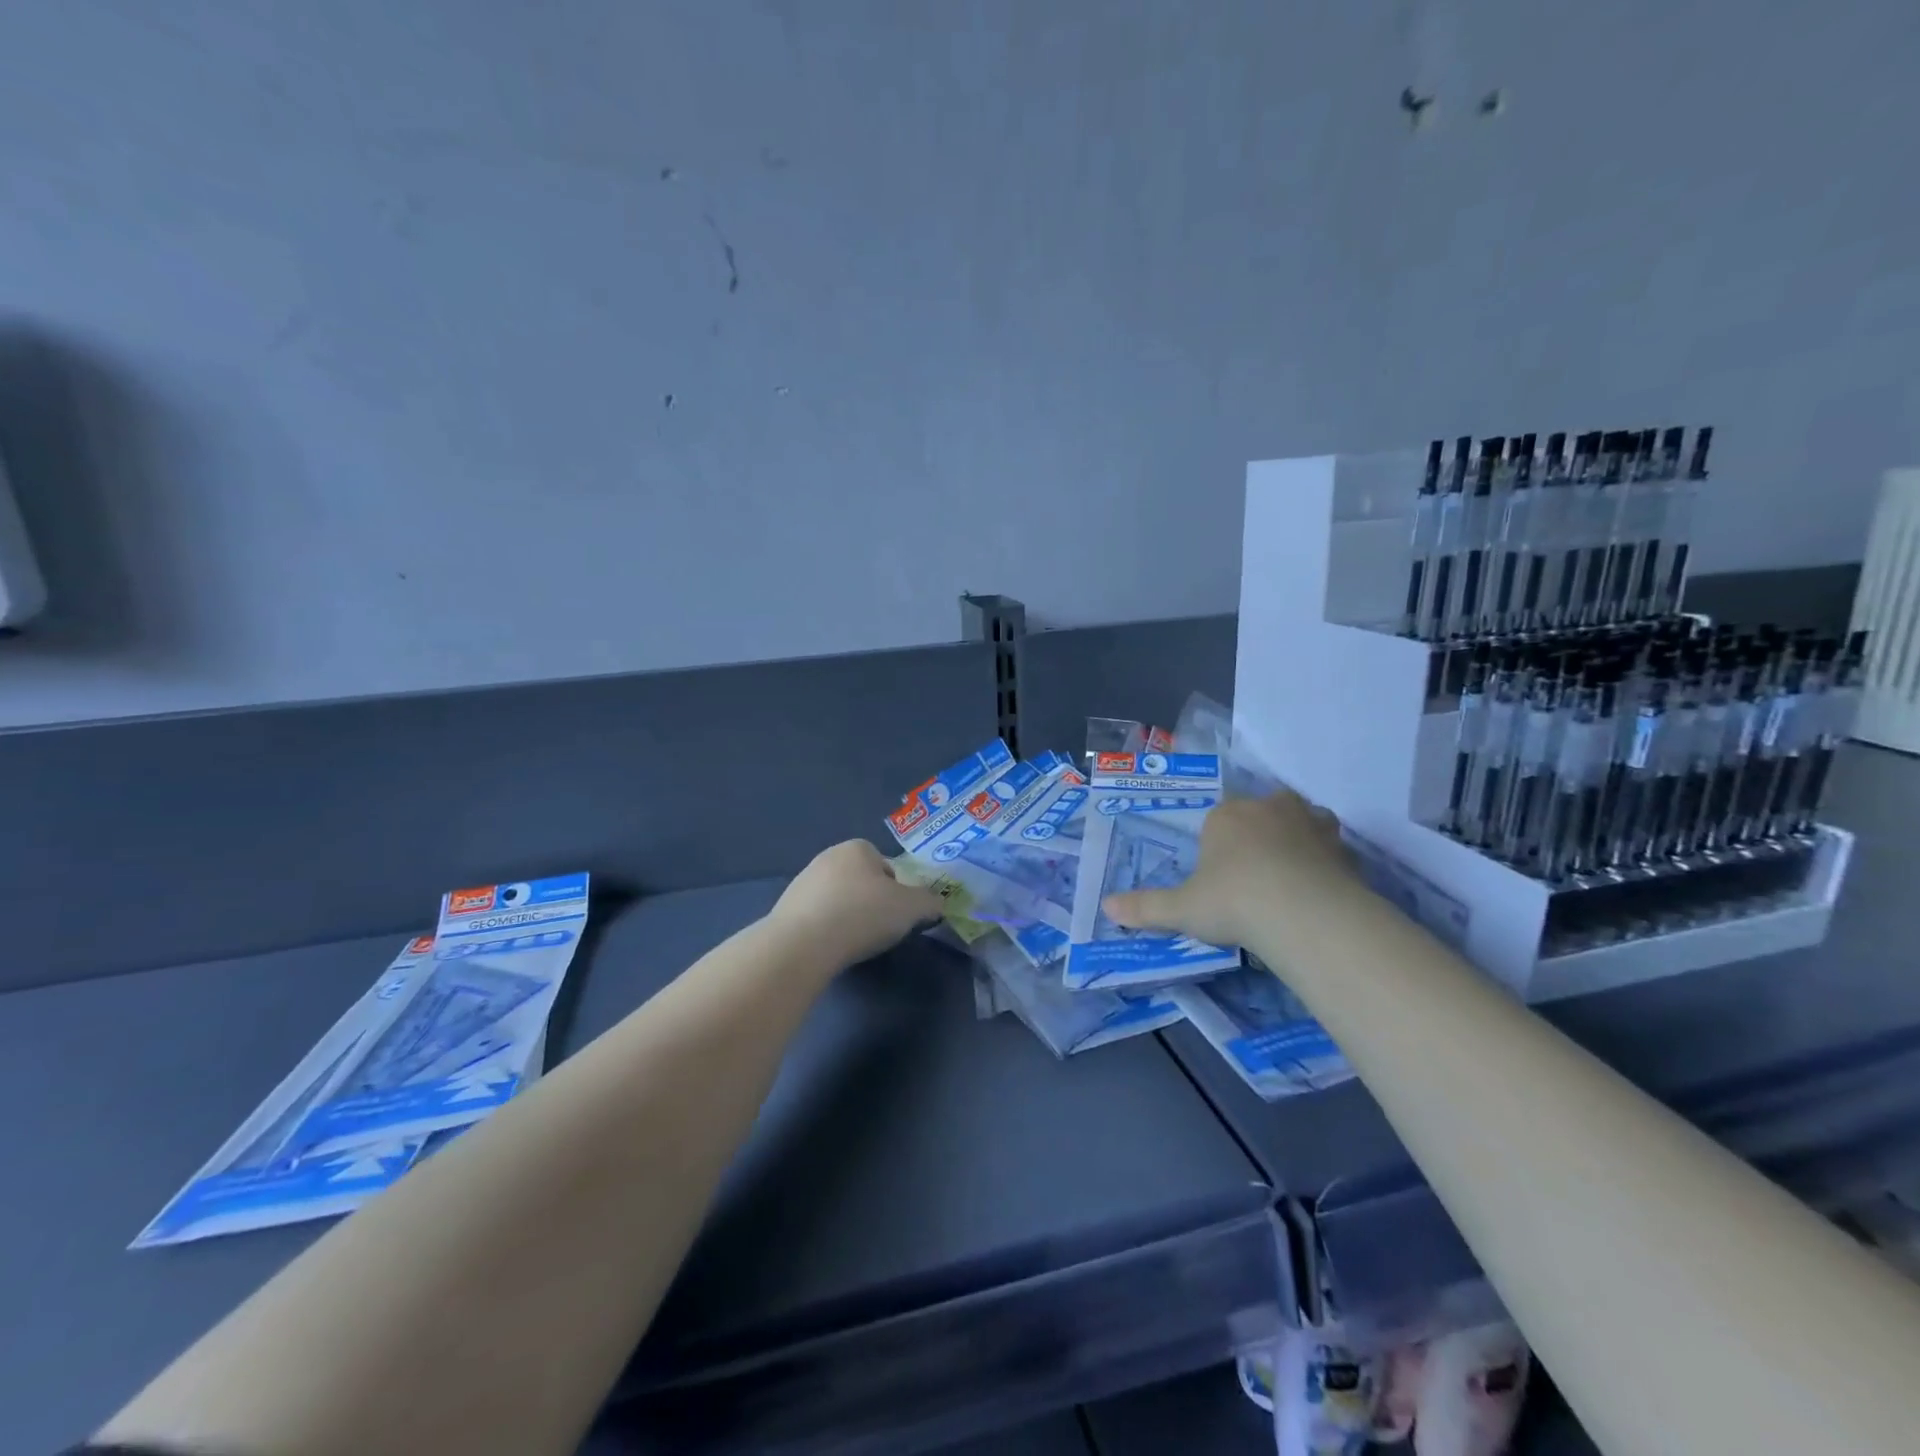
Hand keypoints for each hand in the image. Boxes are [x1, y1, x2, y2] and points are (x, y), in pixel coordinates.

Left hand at [768, 840, 943, 968]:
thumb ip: (929, 902)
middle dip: (872, 902)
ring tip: (854, 943)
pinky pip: (817, 917)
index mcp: (857, 848)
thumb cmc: (863, 914)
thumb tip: (936, 904)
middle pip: (862, 881)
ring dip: (848, 916)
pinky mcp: (785, 909)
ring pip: (839, 899)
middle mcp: (828, 857)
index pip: (887, 865)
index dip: (898, 890)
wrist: (802, 944)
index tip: (898, 914)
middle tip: (879, 929)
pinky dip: (827, 930)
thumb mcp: (912, 908)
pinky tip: (830, 948)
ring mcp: (803, 882)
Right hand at [1103, 790, 1367, 954]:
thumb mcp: (1182, 910)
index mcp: (1227, 815)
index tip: (1218, 876)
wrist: (1303, 914)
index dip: (1217, 844)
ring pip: (1303, 820)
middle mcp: (1269, 808)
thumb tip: (1106, 907)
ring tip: (1289, 874)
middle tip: (1254, 872)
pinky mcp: (1344, 848)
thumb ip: (1146, 907)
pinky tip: (1319, 891)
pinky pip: (1332, 849)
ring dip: (1297, 838)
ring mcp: (1311, 824)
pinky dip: (1326, 863)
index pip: (1219, 817)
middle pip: (1263, 810)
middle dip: (1259, 832)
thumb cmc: (1233, 901)